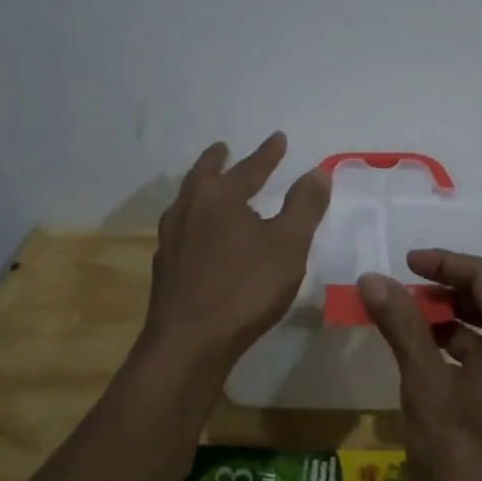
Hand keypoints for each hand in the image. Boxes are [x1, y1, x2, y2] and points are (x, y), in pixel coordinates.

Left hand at [144, 133, 330, 365]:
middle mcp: (190, 208)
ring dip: (200, 186)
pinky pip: (180, 227)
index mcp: (220, 197)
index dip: (267, 153)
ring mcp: (171, 238)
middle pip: (204, 175)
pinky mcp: (165, 266)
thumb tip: (316, 171)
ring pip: (186, 200)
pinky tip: (197, 233)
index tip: (278, 138)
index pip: (249, 167)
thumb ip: (304, 205)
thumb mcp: (289, 244)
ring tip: (208, 185)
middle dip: (218, 160)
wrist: (190, 342)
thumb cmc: (245, 288)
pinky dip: (192, 218)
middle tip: (223, 149)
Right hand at [359, 250, 481, 480]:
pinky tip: (441, 351)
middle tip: (416, 284)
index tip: (407, 263)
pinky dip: (481, 341)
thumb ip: (403, 325)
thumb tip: (372, 279)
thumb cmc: (463, 457)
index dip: (447, 263)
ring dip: (470, 311)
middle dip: (460, 282)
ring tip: (422, 314)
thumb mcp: (425, 385)